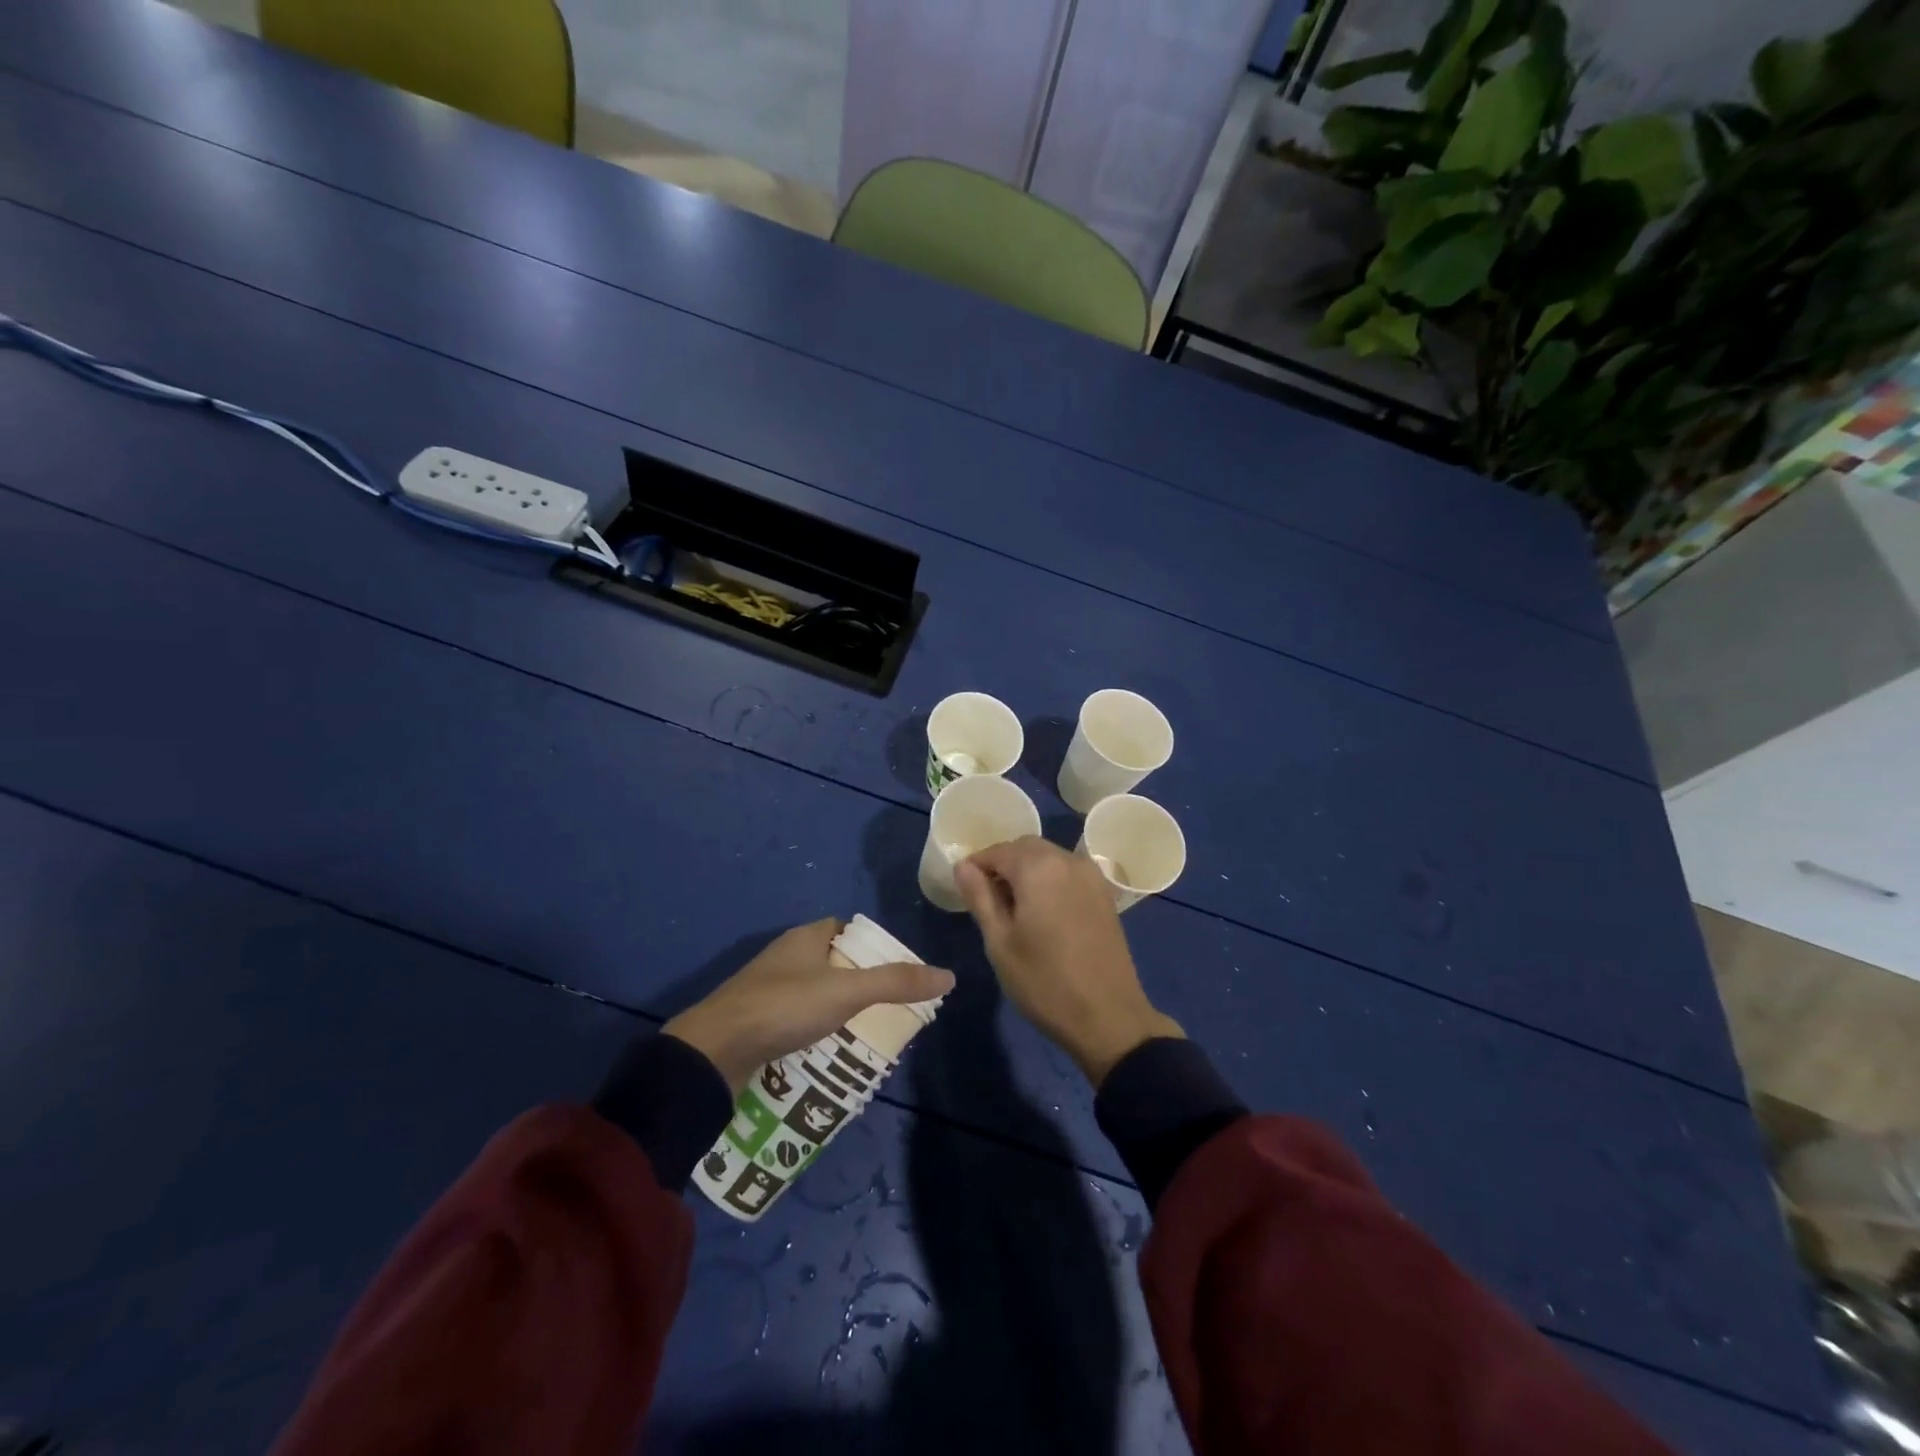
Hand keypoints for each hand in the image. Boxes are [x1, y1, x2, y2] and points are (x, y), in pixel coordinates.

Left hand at [664, 919, 954, 1091]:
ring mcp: (765, 989)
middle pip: (830, 961)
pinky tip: (826, 1049)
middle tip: (885, 1005)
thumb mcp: (847, 992)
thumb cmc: (784, 1006)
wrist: (713, 1050)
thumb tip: (948, 975)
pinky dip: (812, 1028)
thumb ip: (896, 982)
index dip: (870, 945)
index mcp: (805, 938)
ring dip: (834, 1007)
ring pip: (811, 991)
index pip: (844, 929)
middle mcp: (784, 957)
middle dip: (856, 980)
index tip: (894, 968)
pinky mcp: (754, 1020)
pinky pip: (793, 1017)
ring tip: (863, 1030)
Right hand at [955, 838, 1181, 1086]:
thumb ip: (979, 897)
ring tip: (1013, 910)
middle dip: (1002, 865)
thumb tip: (963, 866)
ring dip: (1027, 872)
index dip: (976, 866)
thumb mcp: (999, 942)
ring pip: (1049, 859)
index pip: (997, 850)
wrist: (1109, 1018)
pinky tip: (1042, 914)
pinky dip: (1049, 881)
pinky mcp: (1105, 895)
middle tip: (986, 900)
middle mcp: (1069, 860)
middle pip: (1025, 848)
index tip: (964, 889)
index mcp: (1039, 867)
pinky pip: (1068, 873)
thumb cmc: (1044, 982)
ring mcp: (1092, 877)